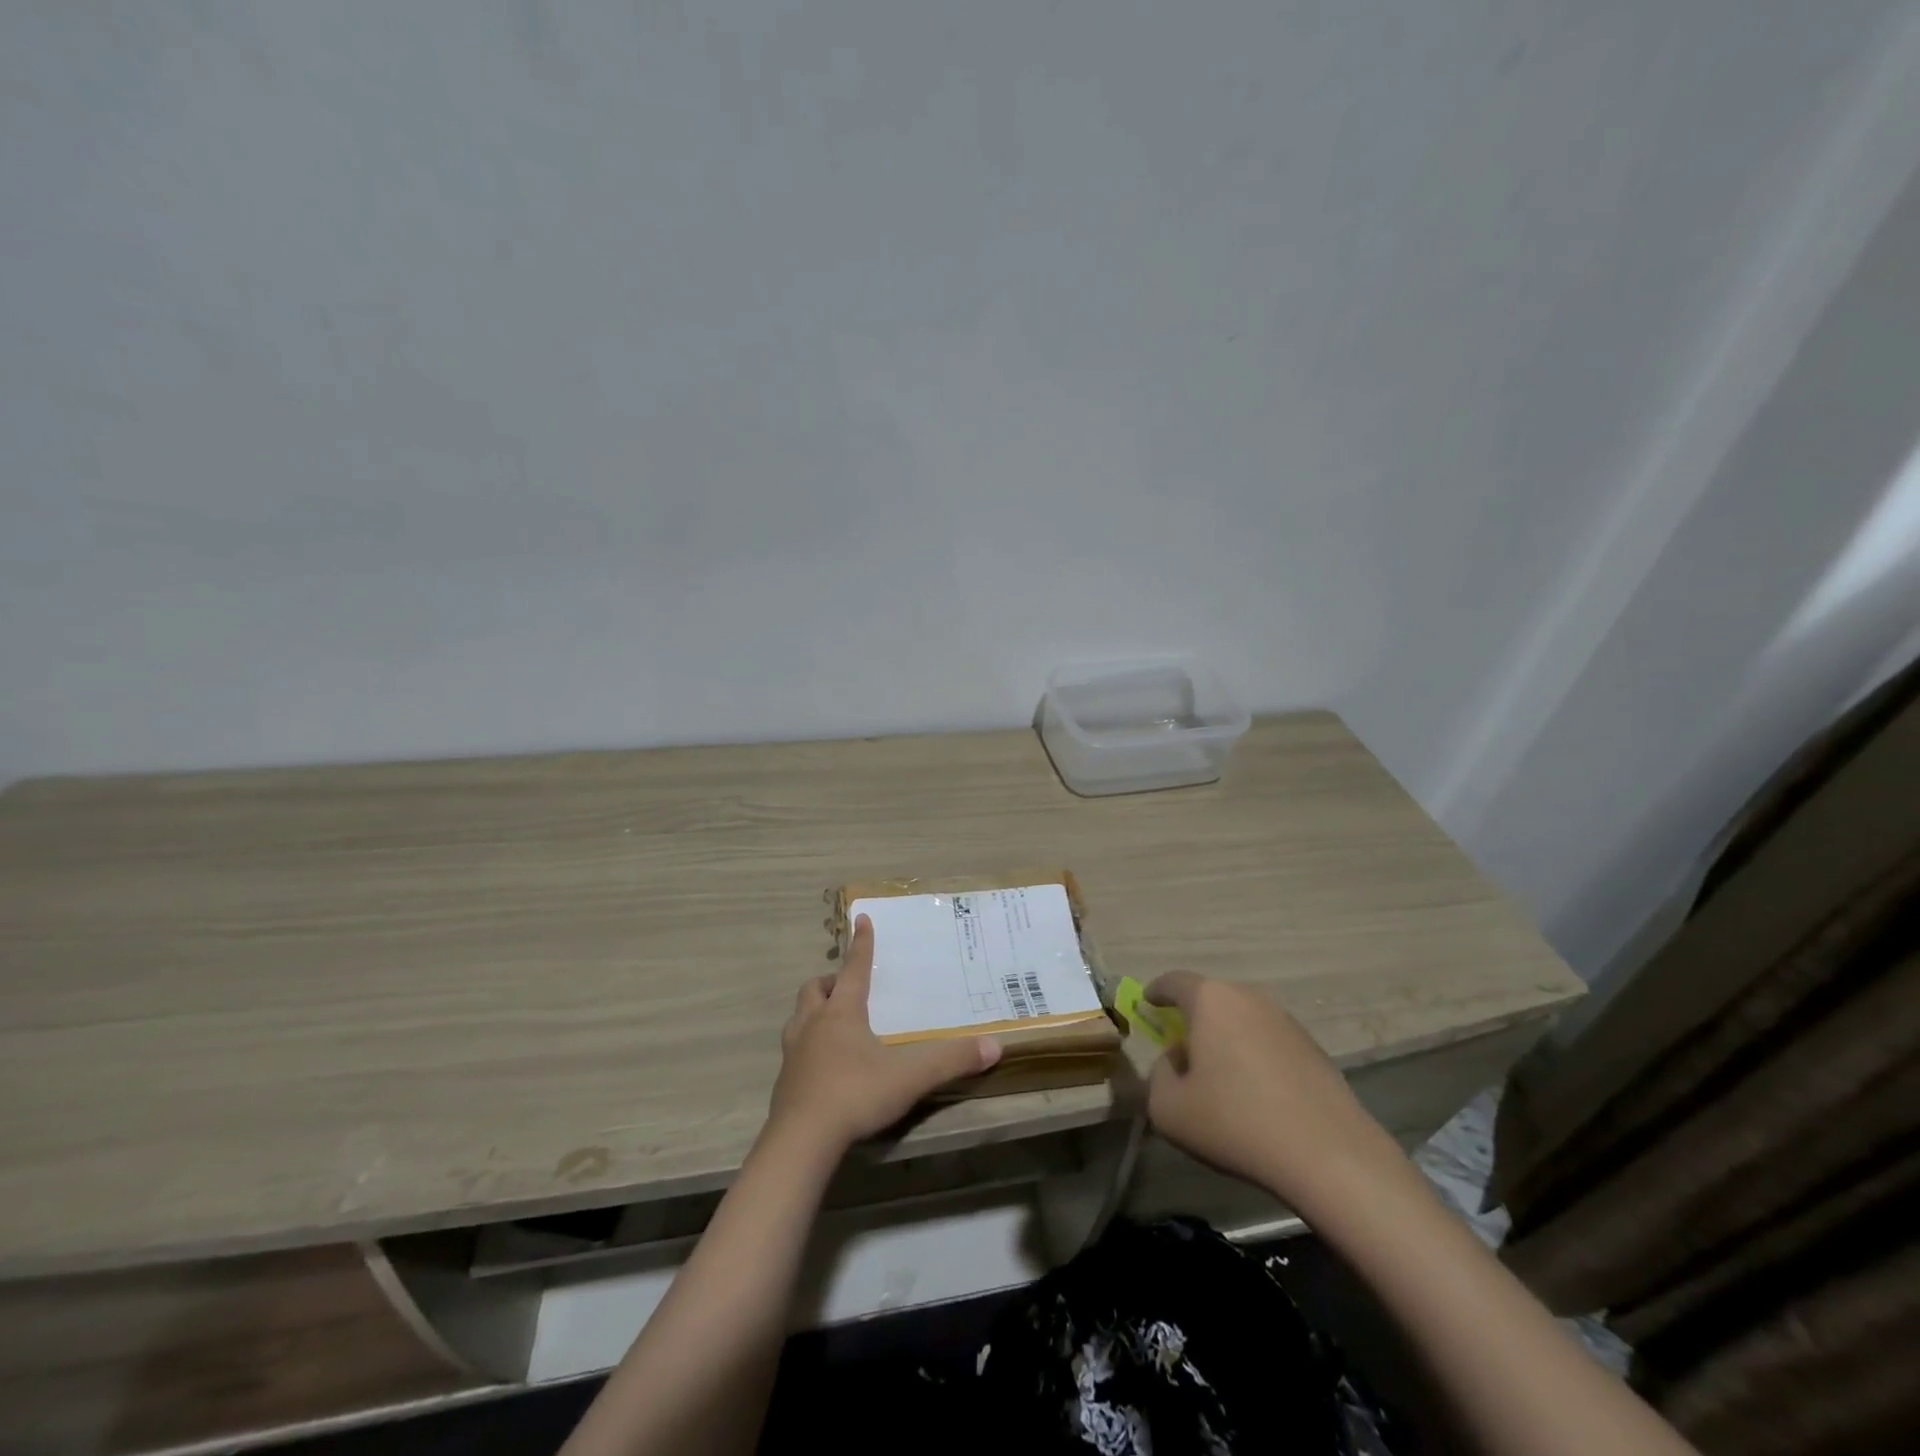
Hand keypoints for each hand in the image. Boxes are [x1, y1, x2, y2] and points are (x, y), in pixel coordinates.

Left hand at [769, 915, 1001, 1154]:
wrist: (801, 1141)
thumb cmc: (856, 1094)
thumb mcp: (910, 1077)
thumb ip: (951, 1060)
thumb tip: (994, 1047)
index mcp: (842, 1013)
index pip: (854, 968)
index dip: (861, 944)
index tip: (862, 919)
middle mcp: (813, 1024)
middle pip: (814, 988)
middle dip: (830, 981)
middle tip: (845, 986)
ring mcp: (794, 1053)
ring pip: (798, 1017)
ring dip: (813, 1012)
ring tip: (831, 1022)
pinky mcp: (784, 1083)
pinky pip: (794, 1051)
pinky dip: (808, 1048)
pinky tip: (824, 1066)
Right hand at [1144, 971, 1400, 1211]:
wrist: (1329, 1155)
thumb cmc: (1235, 1122)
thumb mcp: (1168, 1108)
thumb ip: (1157, 1075)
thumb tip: (1174, 1062)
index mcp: (1210, 1000)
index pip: (1174, 981)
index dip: (1156, 991)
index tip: (1148, 1002)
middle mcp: (1249, 998)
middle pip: (1211, 999)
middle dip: (1193, 1018)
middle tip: (1181, 1047)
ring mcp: (1286, 1021)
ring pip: (1242, 1020)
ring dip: (1226, 1038)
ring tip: (1220, 1076)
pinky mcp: (1314, 1048)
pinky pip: (1269, 1041)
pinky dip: (1255, 1056)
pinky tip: (1256, 1094)